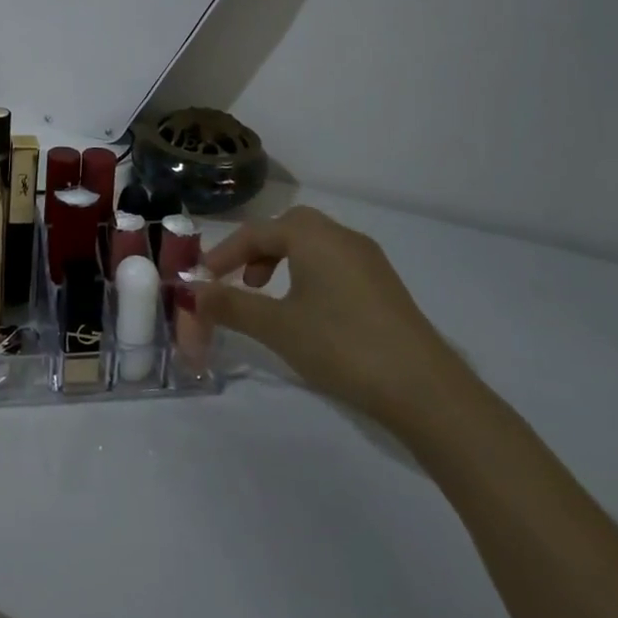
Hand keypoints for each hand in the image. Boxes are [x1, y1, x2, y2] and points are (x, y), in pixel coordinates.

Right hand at [185, 205, 462, 424]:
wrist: (425, 390)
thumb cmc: (342, 346)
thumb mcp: (277, 327)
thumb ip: (231, 305)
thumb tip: (192, 293)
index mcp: (313, 236)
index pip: (255, 233)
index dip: (223, 254)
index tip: (202, 281)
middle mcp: (341, 236)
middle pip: (287, 228)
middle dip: (256, 250)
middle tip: (240, 281)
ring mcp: (368, 260)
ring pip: (313, 245)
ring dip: (283, 261)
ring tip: (270, 298)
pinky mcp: (385, 286)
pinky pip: (334, 263)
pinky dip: (309, 274)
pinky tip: (308, 312)